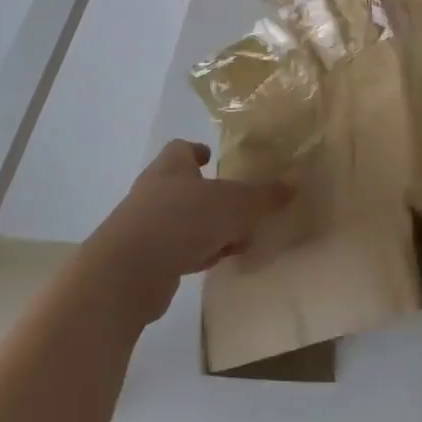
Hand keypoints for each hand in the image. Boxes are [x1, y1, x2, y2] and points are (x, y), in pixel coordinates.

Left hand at [85, 140, 292, 323]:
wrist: (128, 273)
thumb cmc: (182, 220)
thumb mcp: (234, 204)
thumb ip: (263, 196)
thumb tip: (293, 184)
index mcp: (171, 167)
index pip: (181, 148)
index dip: (197, 151)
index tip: (212, 156)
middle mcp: (154, 191)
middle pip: (184, 185)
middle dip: (210, 194)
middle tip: (239, 204)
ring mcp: (145, 226)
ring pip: (183, 220)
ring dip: (207, 227)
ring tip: (236, 238)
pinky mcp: (144, 259)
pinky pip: (177, 249)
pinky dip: (196, 252)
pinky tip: (214, 262)